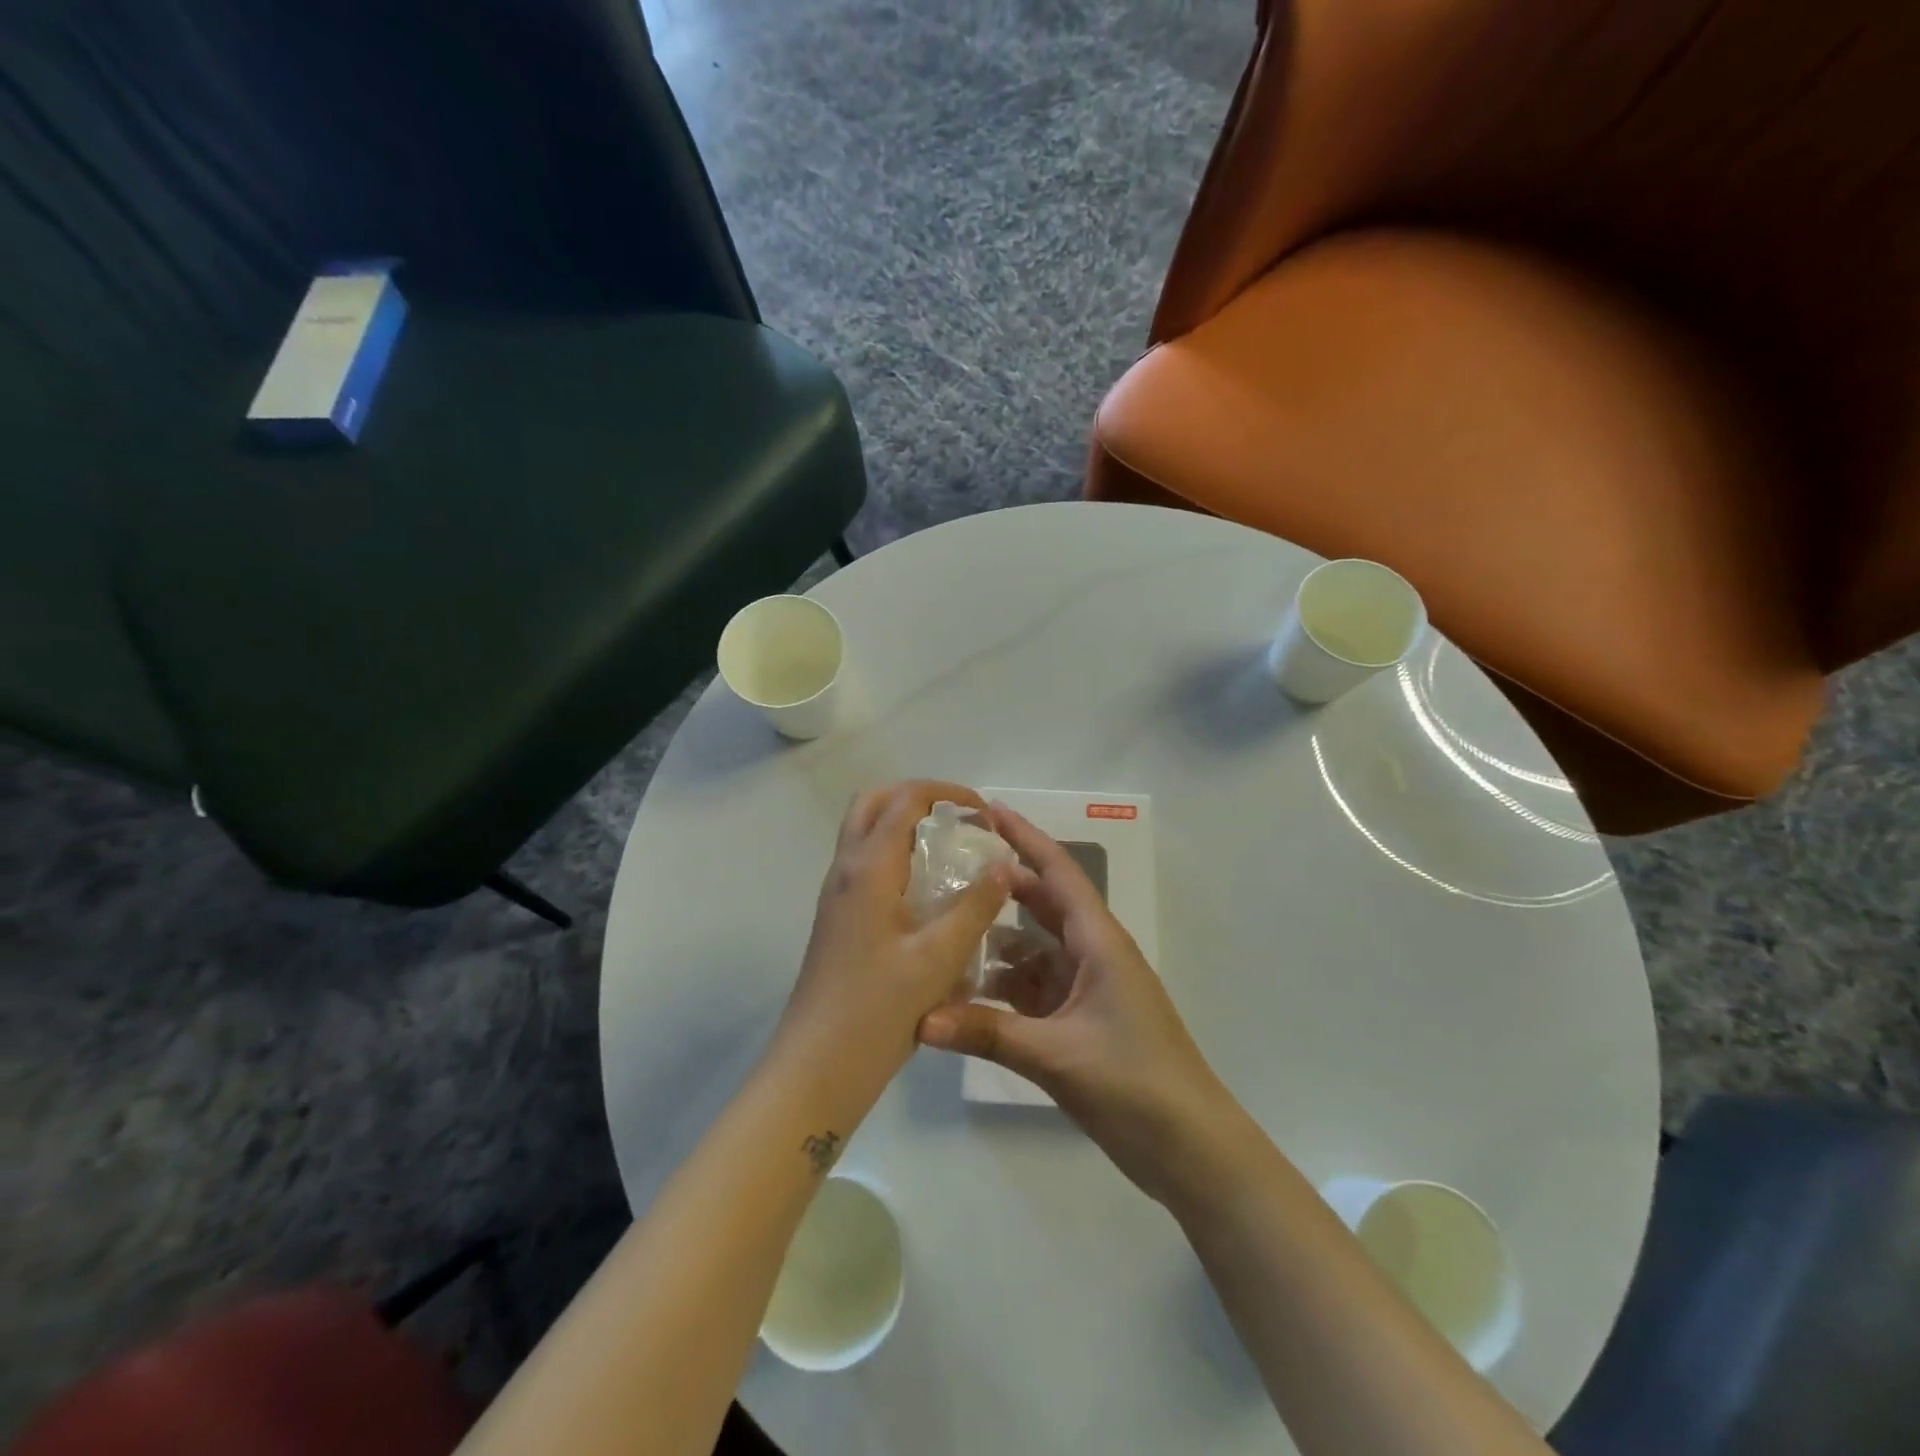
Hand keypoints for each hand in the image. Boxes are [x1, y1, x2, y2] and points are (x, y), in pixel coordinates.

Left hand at [776, 781, 1012, 1102]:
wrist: (817, 1066)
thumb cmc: (878, 1010)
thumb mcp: (938, 958)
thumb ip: (974, 907)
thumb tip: (1004, 865)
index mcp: (869, 868)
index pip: (905, 799)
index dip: (948, 793)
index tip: (985, 815)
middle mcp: (846, 869)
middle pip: (875, 802)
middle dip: (919, 799)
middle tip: (960, 823)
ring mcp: (836, 894)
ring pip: (866, 832)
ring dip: (905, 826)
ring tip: (950, 854)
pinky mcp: (838, 918)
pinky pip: (866, 864)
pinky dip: (896, 856)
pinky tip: (928, 895)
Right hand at [918, 804, 1236, 1204]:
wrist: (1190, 1149)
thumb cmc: (1135, 1084)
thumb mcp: (1057, 1055)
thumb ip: (987, 1034)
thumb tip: (919, 1020)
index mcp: (1099, 941)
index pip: (1058, 872)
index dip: (1025, 837)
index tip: (989, 809)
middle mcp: (1094, 954)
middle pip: (1042, 905)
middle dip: (1001, 887)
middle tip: (950, 870)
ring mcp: (1088, 988)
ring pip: (1034, 951)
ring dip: (996, 944)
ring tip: (945, 935)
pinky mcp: (1081, 1021)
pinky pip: (1035, 989)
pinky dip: (1004, 988)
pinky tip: (966, 997)